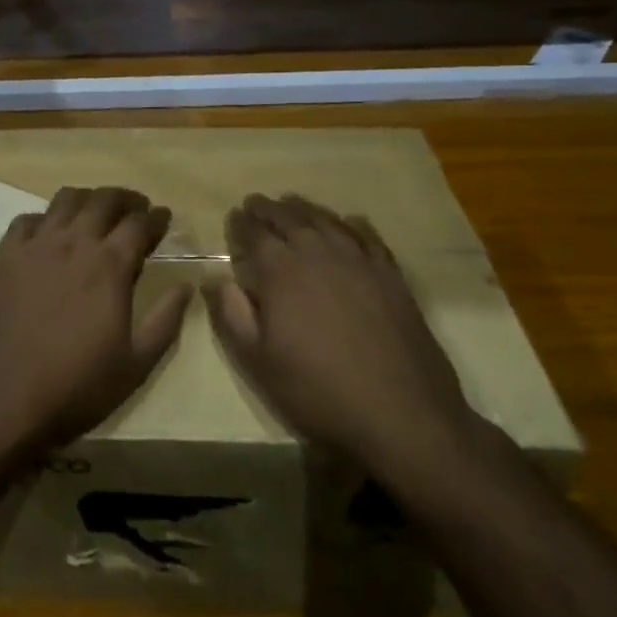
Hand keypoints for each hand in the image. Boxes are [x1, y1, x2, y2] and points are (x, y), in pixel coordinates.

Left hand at [0, 186, 190, 466]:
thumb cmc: (74, 388)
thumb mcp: (135, 365)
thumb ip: (165, 321)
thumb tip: (186, 286)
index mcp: (110, 265)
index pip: (140, 223)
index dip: (156, 217)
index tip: (164, 217)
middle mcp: (73, 243)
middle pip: (104, 200)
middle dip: (126, 199)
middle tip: (136, 209)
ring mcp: (35, 246)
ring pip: (65, 200)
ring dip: (88, 199)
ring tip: (96, 213)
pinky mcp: (4, 257)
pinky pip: (27, 220)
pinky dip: (45, 219)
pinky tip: (49, 234)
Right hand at [204, 193, 482, 499]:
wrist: (400, 412)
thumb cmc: (318, 389)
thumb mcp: (258, 361)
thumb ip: (232, 315)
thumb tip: (216, 279)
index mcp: (281, 270)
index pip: (255, 233)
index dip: (241, 224)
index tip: (234, 217)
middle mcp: (318, 253)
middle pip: (288, 218)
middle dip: (268, 209)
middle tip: (256, 204)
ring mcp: (358, 260)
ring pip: (325, 220)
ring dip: (304, 209)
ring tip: (292, 205)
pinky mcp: (390, 274)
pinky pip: (366, 236)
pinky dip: (351, 224)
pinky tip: (348, 222)